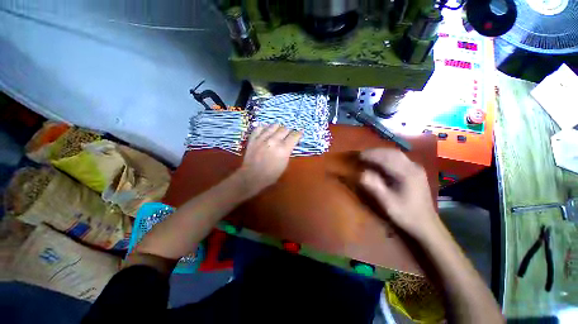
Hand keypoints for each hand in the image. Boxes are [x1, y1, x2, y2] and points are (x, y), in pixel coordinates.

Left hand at [235, 124, 301, 196]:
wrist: (252, 176)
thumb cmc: (271, 174)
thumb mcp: (284, 165)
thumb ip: (288, 152)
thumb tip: (289, 144)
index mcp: (283, 149)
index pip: (294, 136)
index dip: (298, 134)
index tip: (299, 133)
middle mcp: (274, 141)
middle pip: (284, 129)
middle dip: (288, 131)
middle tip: (288, 135)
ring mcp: (262, 138)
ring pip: (273, 125)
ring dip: (278, 128)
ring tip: (278, 131)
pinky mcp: (253, 138)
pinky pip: (260, 127)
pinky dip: (264, 127)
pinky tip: (266, 130)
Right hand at [359, 148, 439, 239]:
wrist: (426, 224)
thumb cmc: (406, 214)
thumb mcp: (388, 203)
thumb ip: (375, 186)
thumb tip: (361, 173)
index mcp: (407, 174)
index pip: (387, 158)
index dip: (371, 155)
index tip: (358, 156)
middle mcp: (413, 167)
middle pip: (392, 153)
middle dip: (375, 152)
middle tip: (362, 155)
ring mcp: (416, 168)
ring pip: (396, 154)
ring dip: (381, 153)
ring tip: (369, 156)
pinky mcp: (416, 172)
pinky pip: (399, 159)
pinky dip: (387, 157)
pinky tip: (381, 161)